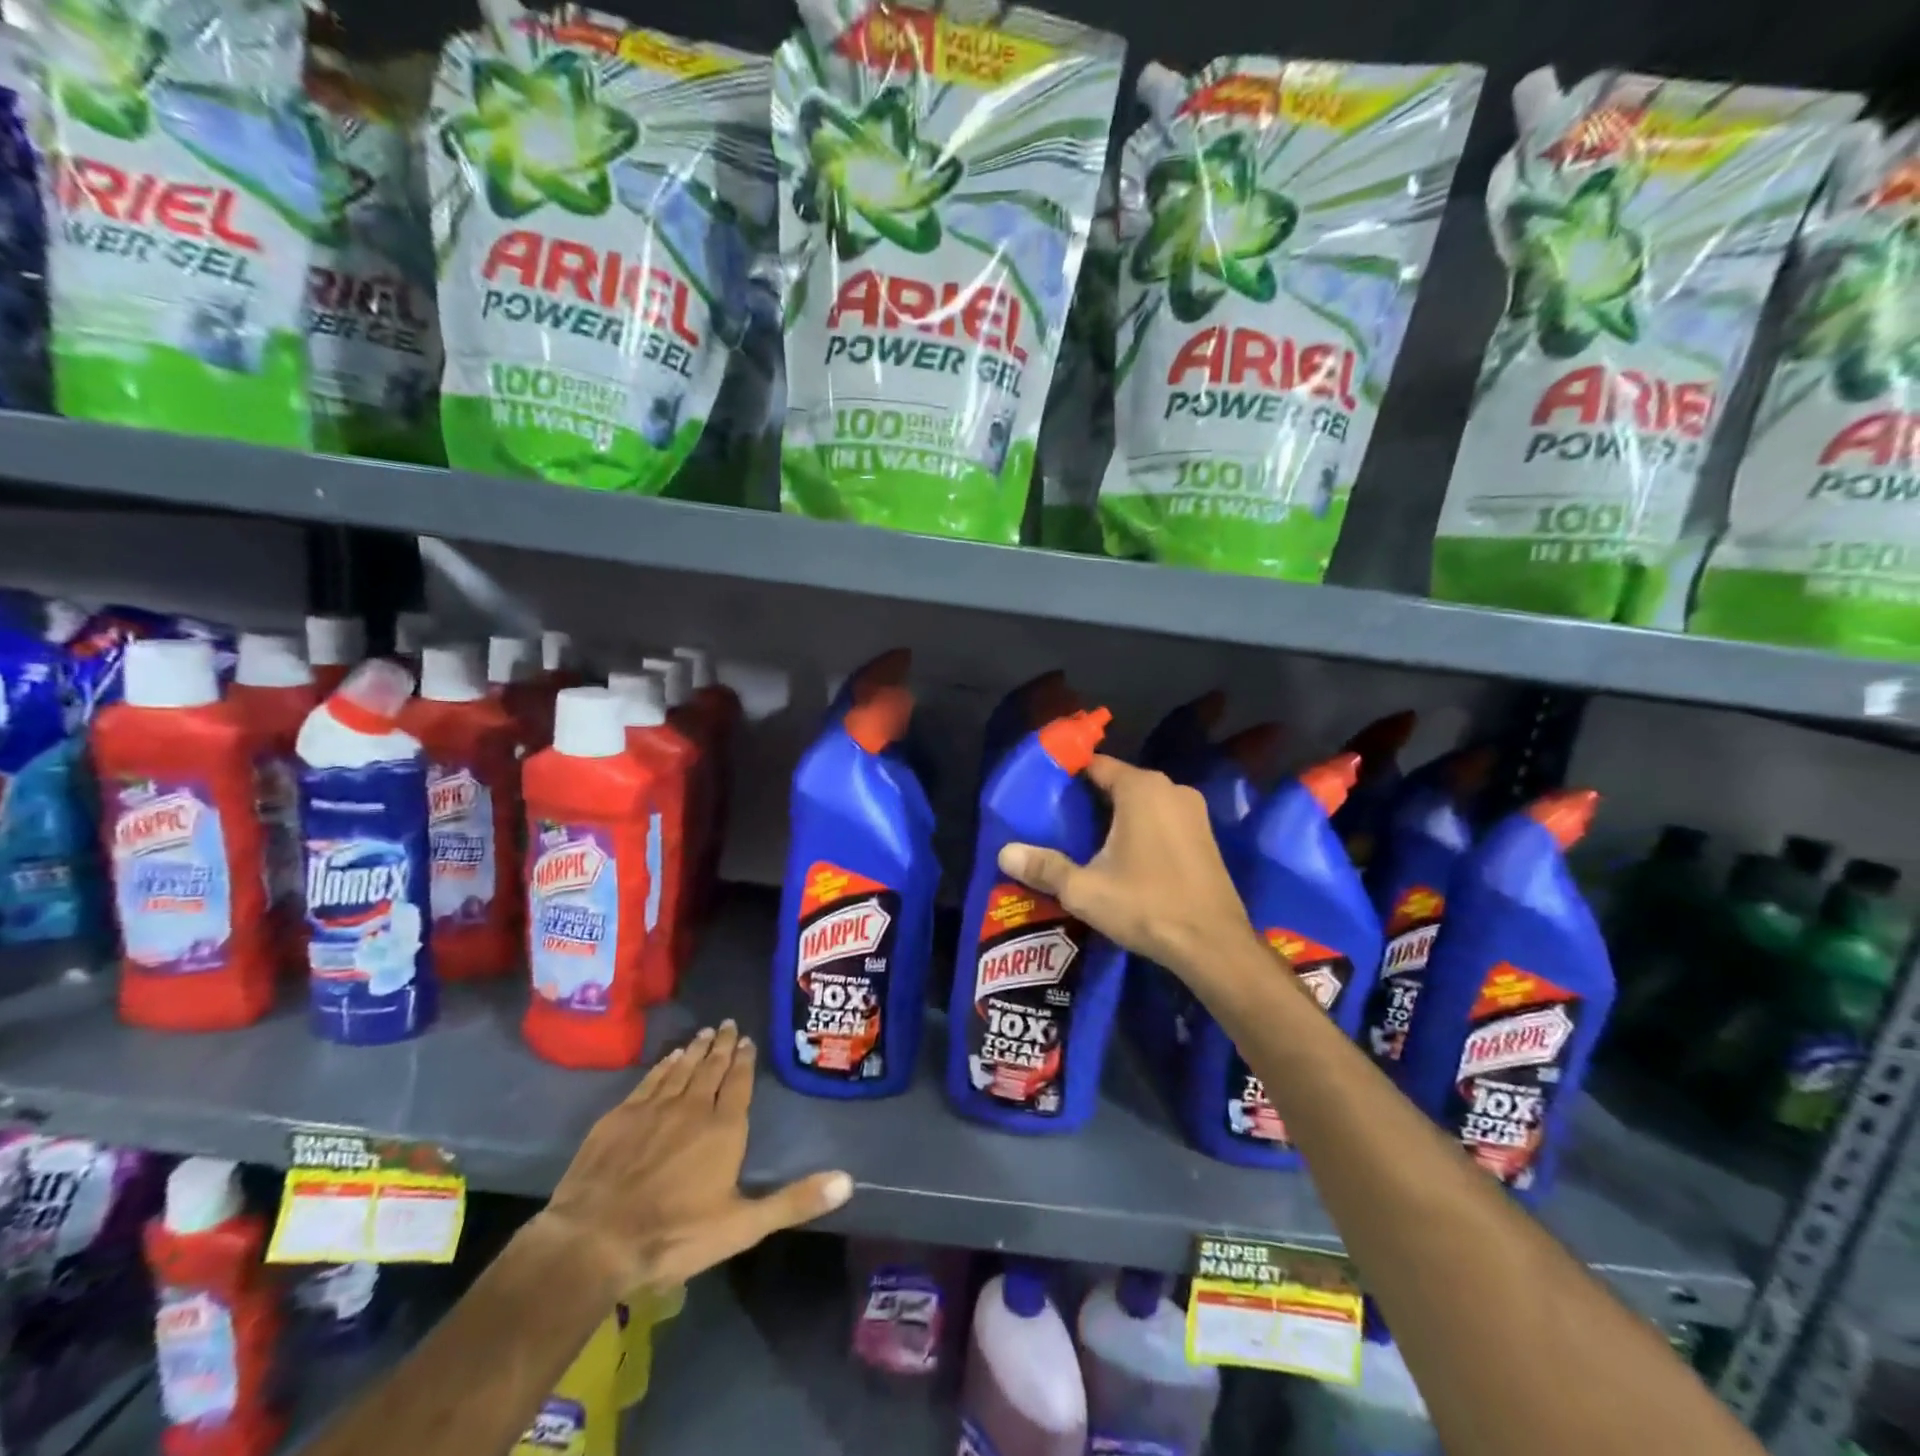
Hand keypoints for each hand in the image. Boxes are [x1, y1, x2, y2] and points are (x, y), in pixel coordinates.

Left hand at [539, 1022, 852, 1299]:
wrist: (594, 1241)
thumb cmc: (674, 1236)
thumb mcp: (742, 1226)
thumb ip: (794, 1200)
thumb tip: (848, 1180)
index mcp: (724, 1129)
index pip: (738, 1083)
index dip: (744, 1061)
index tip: (746, 1040)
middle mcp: (692, 1108)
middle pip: (710, 1069)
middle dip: (721, 1046)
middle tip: (727, 1024)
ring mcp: (653, 1108)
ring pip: (680, 1069)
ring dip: (694, 1050)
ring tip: (703, 1034)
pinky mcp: (620, 1116)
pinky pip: (649, 1080)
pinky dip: (662, 1066)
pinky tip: (667, 1059)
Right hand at [998, 753, 1251, 977]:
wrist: (1214, 946)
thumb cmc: (1147, 906)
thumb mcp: (1085, 890)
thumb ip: (1044, 867)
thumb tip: (1003, 853)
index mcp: (1141, 788)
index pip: (1096, 765)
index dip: (1068, 776)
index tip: (1044, 792)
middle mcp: (1171, 789)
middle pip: (1119, 783)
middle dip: (1090, 799)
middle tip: (1058, 822)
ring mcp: (1193, 813)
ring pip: (1143, 803)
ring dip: (1117, 817)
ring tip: (1085, 841)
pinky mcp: (1205, 837)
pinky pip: (1163, 820)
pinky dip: (1141, 830)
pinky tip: (1123, 858)